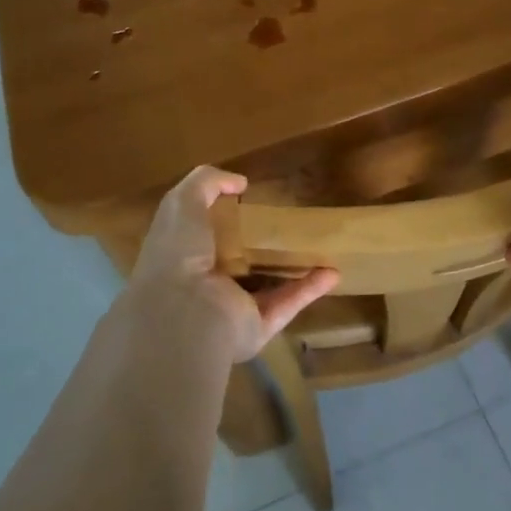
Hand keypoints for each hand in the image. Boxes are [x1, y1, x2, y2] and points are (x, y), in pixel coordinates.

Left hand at [121, 167, 338, 363]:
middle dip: (261, 246)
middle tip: (288, 225)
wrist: (184, 314)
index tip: (250, 201)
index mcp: (182, 257)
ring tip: (320, 249)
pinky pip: (287, 305)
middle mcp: (206, 284)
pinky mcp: (257, 327)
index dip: (223, 219)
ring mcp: (232, 309)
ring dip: (292, 270)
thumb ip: (206, 183)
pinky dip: (309, 290)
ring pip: (267, 286)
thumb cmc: (178, 254)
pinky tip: (332, 273)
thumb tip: (239, 182)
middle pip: (238, 263)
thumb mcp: (183, 203)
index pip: (203, 237)